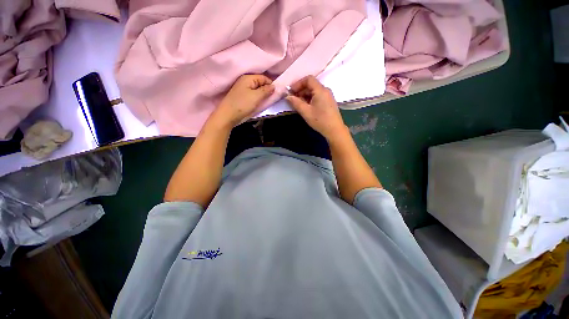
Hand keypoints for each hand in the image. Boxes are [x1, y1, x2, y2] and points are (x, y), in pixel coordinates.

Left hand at [211, 74, 274, 127]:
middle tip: (271, 99)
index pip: (264, 78)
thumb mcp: (256, 97)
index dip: (271, 85)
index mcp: (248, 78)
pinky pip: (253, 94)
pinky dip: (257, 98)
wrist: (228, 115)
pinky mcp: (241, 96)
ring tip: (265, 102)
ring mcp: (242, 89)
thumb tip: (274, 86)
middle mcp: (245, 81)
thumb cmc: (243, 105)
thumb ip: (266, 90)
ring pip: (257, 90)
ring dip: (262, 95)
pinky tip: (258, 104)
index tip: (276, 94)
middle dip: (267, 90)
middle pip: (260, 83)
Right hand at [286, 75, 347, 140]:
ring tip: (298, 104)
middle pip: (311, 85)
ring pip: (314, 91)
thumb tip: (288, 96)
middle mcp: (325, 90)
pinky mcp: (329, 101)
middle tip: (293, 99)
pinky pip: (318, 96)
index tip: (291, 92)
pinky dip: (310, 98)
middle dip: (301, 90)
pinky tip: (306, 107)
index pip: (308, 79)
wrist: (334, 130)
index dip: (298, 84)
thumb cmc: (320, 120)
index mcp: (320, 90)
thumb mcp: (306, 112)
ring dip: (305, 95)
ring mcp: (328, 96)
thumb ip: (296, 102)